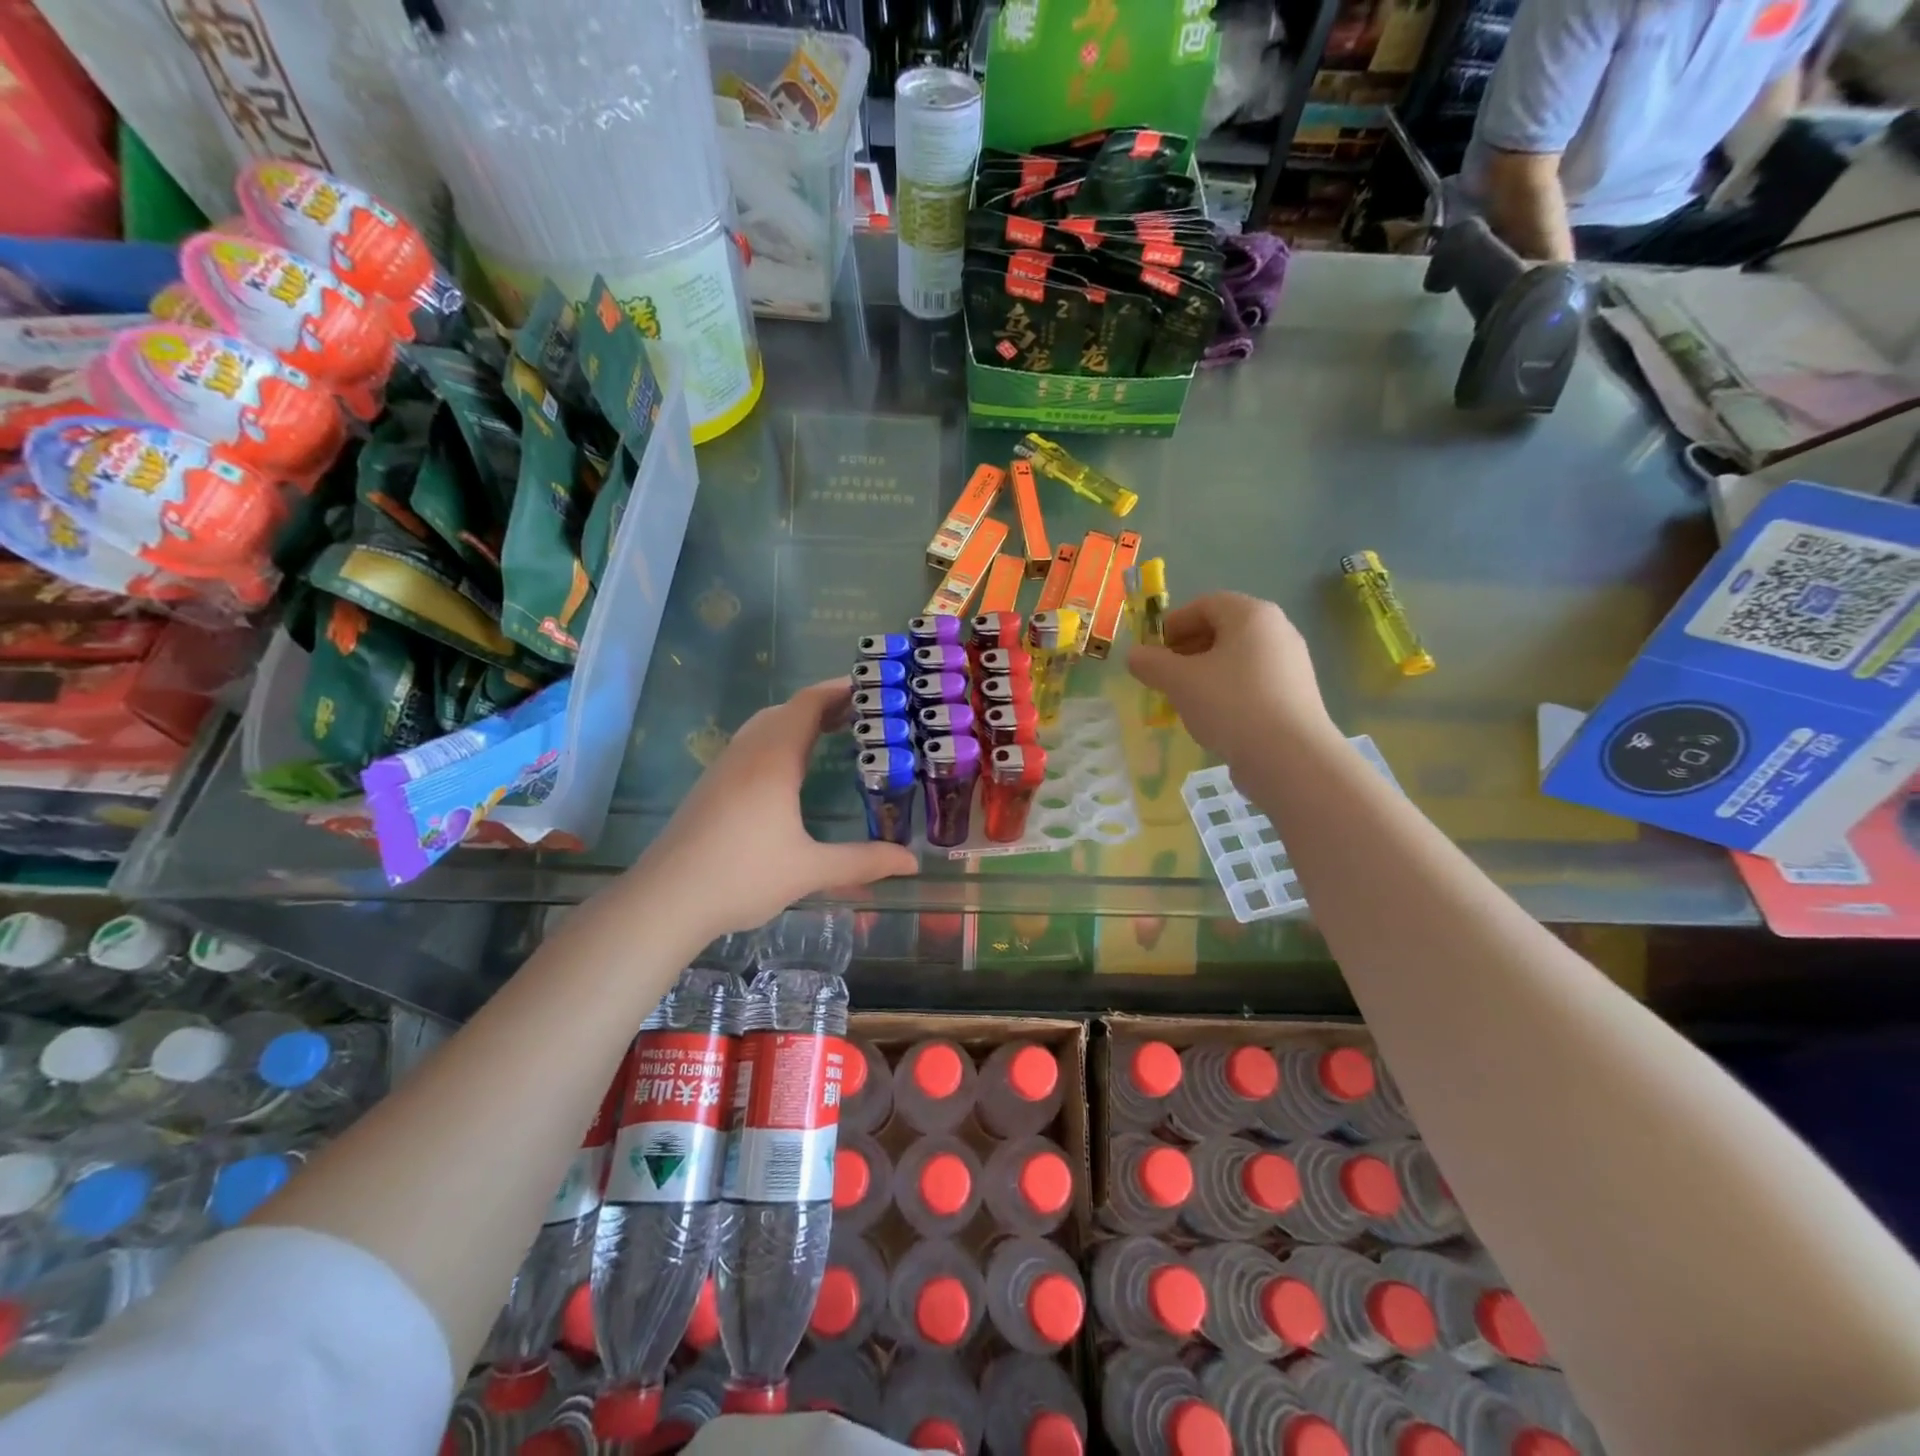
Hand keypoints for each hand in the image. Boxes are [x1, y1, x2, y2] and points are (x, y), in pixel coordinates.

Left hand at [636, 680, 918, 936]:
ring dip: (799, 722)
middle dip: (825, 705)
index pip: (809, 704)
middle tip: (864, 714)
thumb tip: (912, 861)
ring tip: (834, 734)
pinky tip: (791, 771)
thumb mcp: (809, 870)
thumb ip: (863, 861)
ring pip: (765, 726)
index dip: (840, 689)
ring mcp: (724, 768)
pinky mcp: (711, 786)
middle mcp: (747, 753)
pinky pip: (752, 745)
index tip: (873, 686)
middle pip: (787, 710)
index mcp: (773, 760)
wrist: (664, 900)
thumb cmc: (741, 876)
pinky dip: (780, 740)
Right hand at [1128, 592, 1335, 765]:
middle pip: (1223, 629)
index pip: (1205, 604)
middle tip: (1163, 675)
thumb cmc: (1231, 705)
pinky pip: (1252, 681)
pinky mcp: (1295, 694)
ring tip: (1183, 698)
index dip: (1172, 624)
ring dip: (1204, 672)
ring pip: (1237, 658)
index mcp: (1252, 615)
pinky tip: (1213, 717)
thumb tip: (1134, 655)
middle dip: (1186, 649)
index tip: (1152, 650)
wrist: (1290, 757)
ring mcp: (1291, 664)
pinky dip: (1227, 690)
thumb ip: (1151, 664)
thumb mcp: (1179, 681)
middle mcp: (1277, 630)